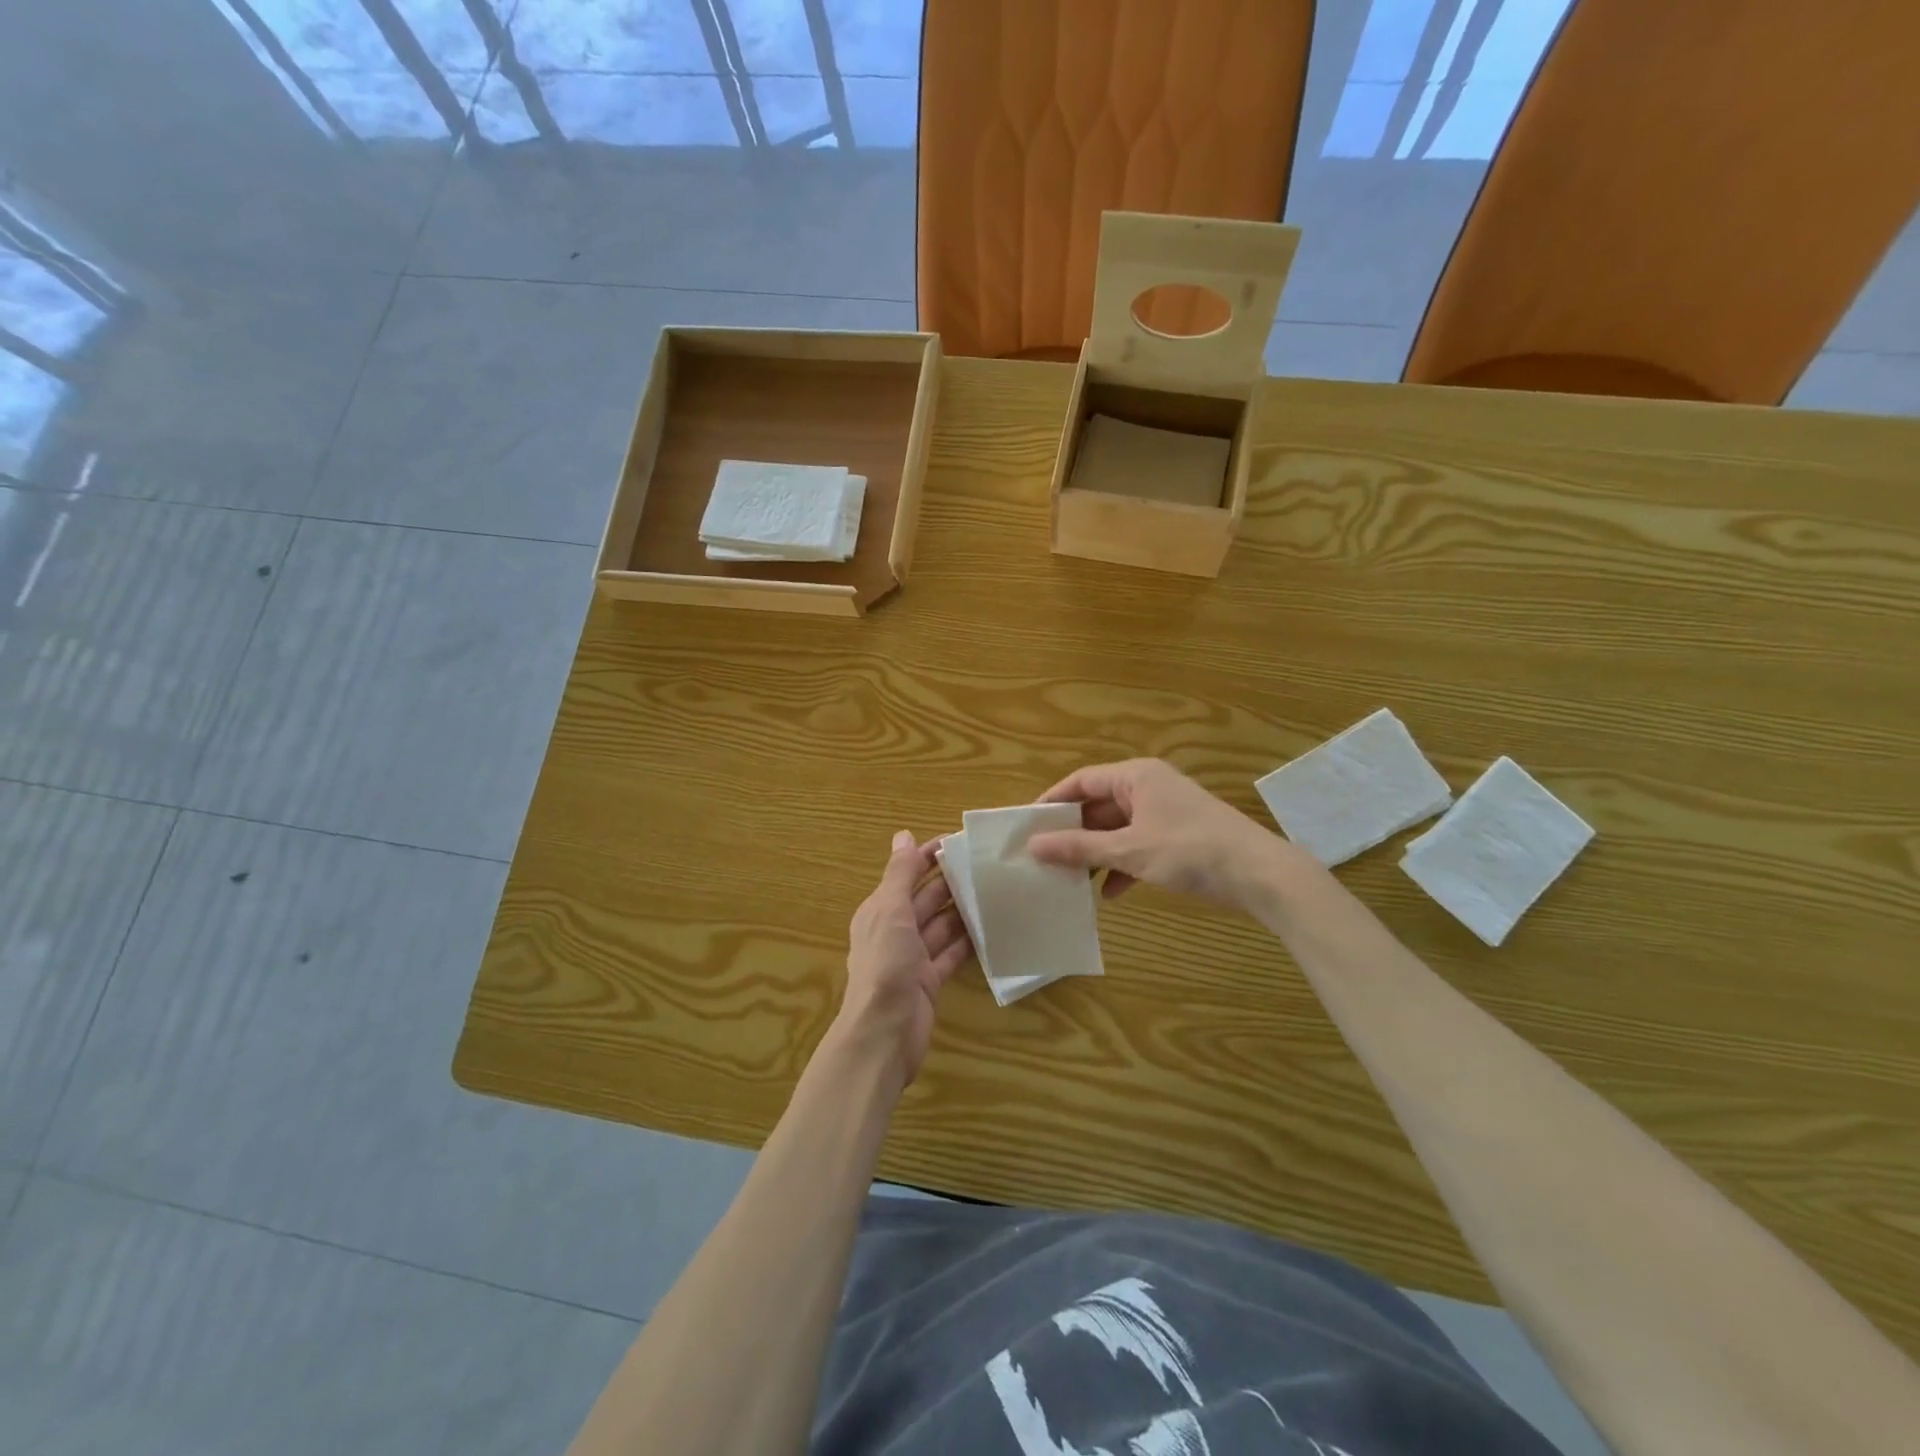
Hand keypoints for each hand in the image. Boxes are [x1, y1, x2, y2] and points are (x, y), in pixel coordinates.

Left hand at [838, 831, 971, 1085]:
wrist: (884, 1033)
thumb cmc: (885, 965)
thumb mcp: (890, 911)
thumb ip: (899, 874)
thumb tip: (903, 835)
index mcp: (880, 910)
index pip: (906, 874)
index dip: (928, 857)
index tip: (959, 841)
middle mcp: (894, 930)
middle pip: (925, 899)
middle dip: (950, 882)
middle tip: (986, 865)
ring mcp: (912, 958)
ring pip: (941, 926)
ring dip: (962, 911)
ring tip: (994, 892)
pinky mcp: (929, 981)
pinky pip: (951, 954)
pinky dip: (967, 942)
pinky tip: (991, 930)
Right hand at [1026, 759, 1284, 911]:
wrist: (1260, 875)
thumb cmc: (1190, 850)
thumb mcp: (1129, 850)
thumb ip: (1079, 848)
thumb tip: (1033, 845)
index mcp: (1136, 777)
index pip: (1081, 781)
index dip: (1052, 802)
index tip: (1027, 826)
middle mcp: (1148, 788)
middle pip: (1098, 806)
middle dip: (1073, 834)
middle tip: (1043, 857)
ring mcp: (1164, 813)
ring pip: (1117, 829)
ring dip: (1095, 853)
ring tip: (1069, 879)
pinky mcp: (1177, 838)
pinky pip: (1137, 846)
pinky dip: (1121, 866)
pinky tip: (1109, 894)